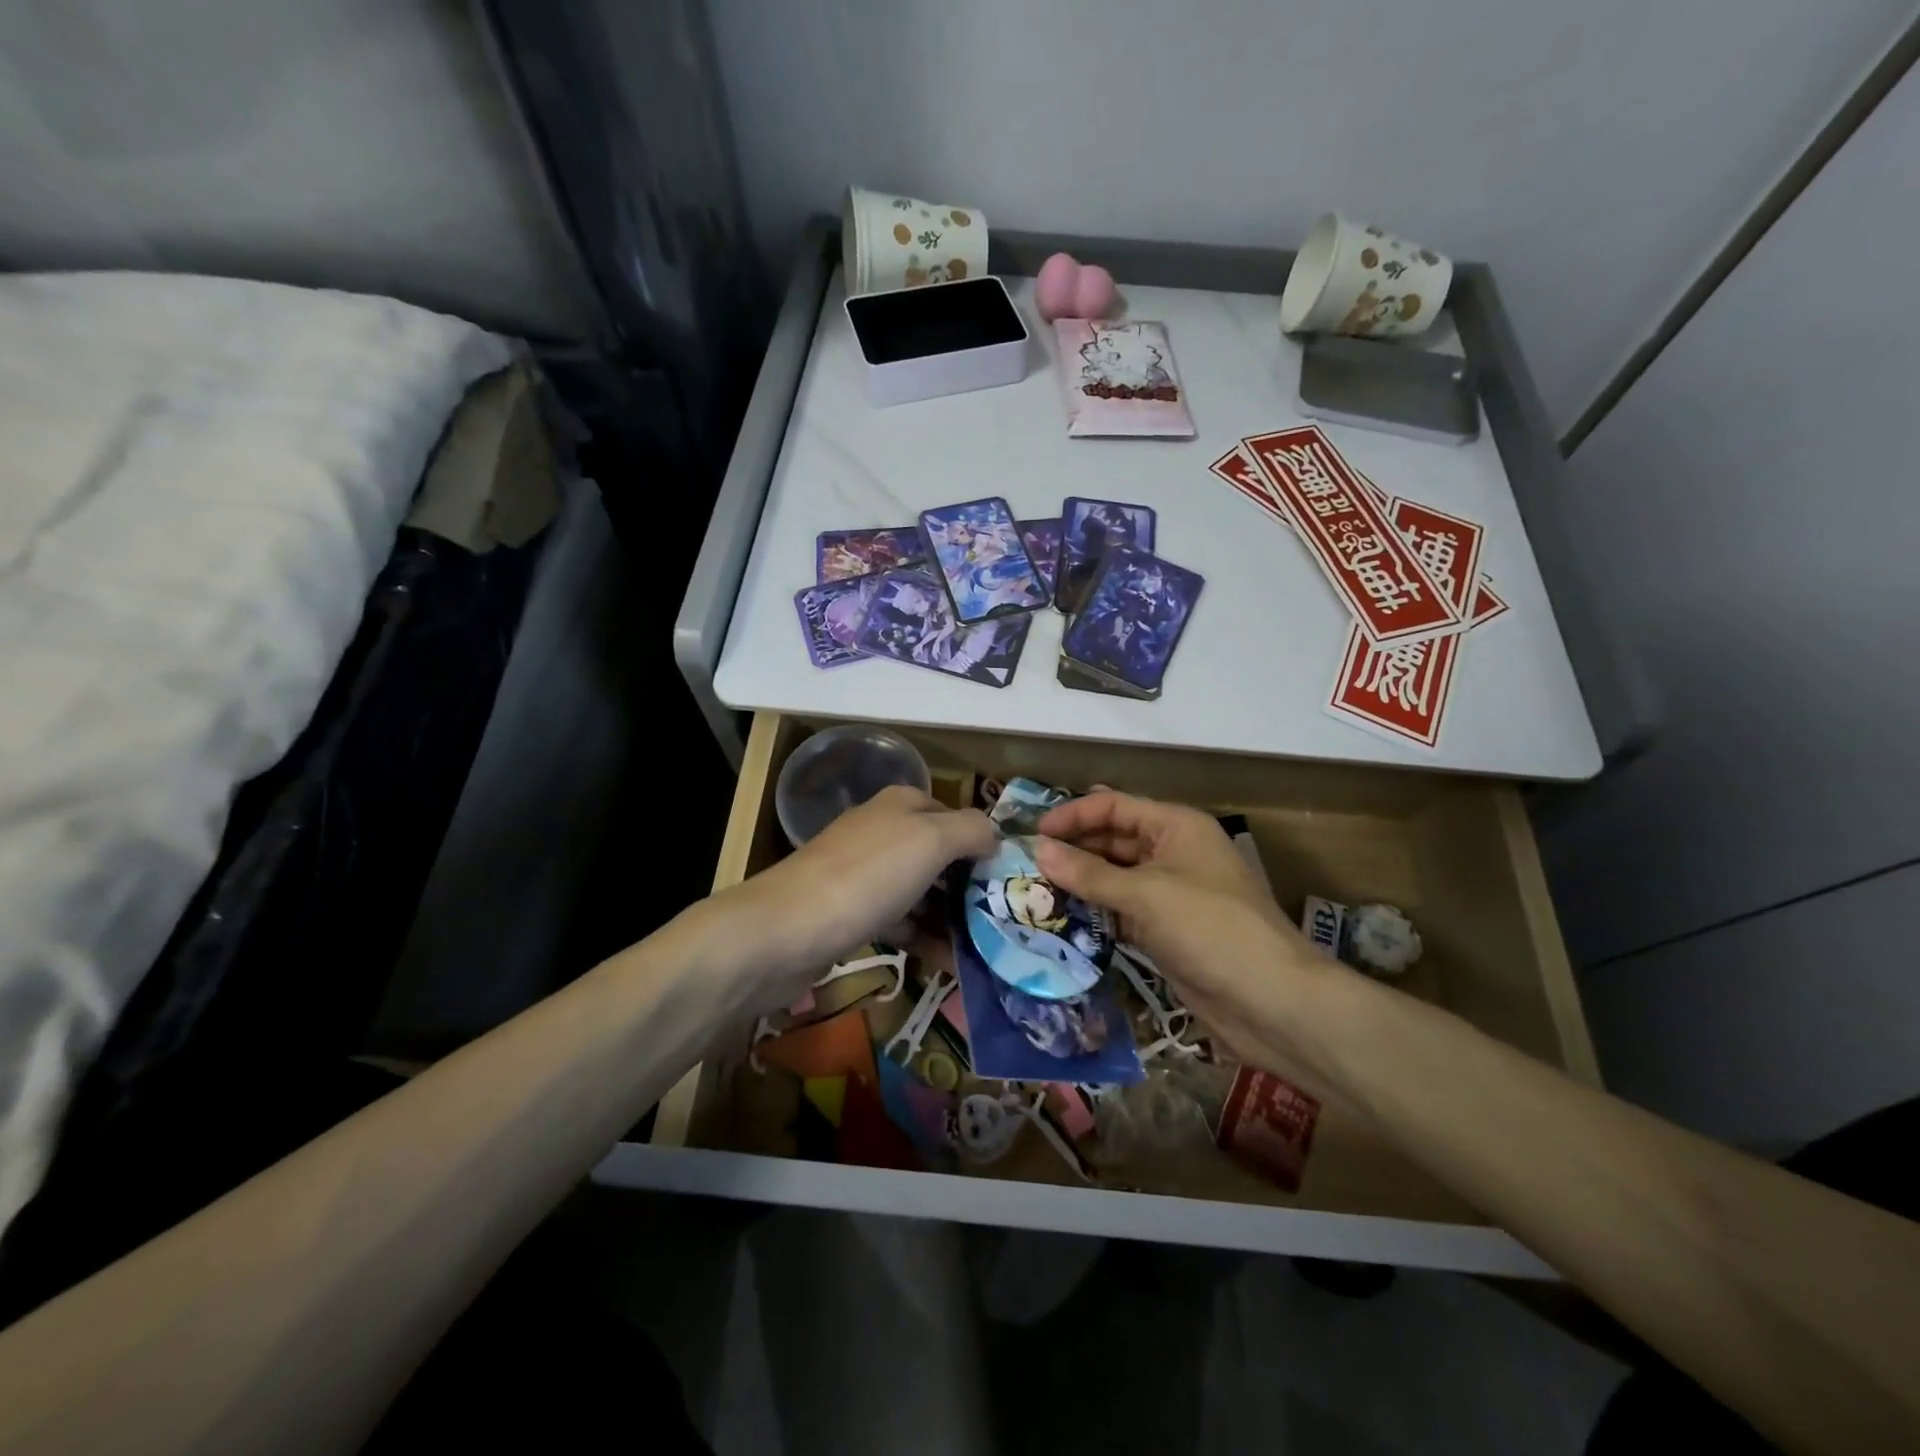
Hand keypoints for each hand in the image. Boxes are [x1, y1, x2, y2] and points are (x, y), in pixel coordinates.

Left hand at [718, 785, 995, 1003]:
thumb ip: (971, 830)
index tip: (1011, 880)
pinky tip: (949, 964)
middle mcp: (883, 832)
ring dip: (951, 917)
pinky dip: (924, 939)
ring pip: (921, 891)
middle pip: (940, 855)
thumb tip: (996, 835)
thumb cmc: (867, 877)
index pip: (956, 816)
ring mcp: (864, 874)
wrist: (786, 931)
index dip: (984, 843)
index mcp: (901, 805)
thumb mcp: (931, 840)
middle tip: (1004, 919)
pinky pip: (900, 921)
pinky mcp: (851, 913)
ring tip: (985, 949)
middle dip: (971, 885)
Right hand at [1035, 790, 1339, 1072]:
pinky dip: (1094, 912)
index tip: (1033, 834)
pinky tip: (1061, 918)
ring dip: (1079, 882)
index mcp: (1176, 826)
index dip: (1073, 815)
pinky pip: (1121, 910)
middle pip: (1112, 839)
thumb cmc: (1211, 929)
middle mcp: (1172, 852)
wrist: (1271, 1002)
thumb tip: (1038, 849)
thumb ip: (1089, 873)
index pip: (1114, 807)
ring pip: (1114, 877)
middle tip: (1025, 864)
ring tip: (1033, 890)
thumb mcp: (1146, 894)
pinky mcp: (1165, 930)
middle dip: (1072, 849)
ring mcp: (1170, 893)